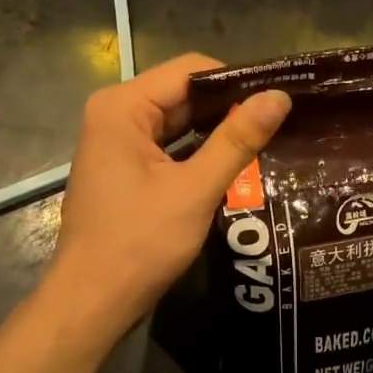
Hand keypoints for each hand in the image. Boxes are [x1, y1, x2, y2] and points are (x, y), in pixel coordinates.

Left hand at [49, 53, 290, 331]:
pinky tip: (235, 161)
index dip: (236, 81)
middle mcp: (115, 113)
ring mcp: (116, 141)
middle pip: (183, 92)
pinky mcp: (123, 166)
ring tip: (267, 137)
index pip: (190, 70)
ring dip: (217, 129)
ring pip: (178, 119)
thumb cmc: (140, 244)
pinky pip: (168, 143)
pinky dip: (198, 149)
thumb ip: (237, 140)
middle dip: (229, 106)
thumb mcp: (195, 189)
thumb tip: (279, 96)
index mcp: (123, 107)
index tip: (278, 98)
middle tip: (280, 120)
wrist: (92, 302)